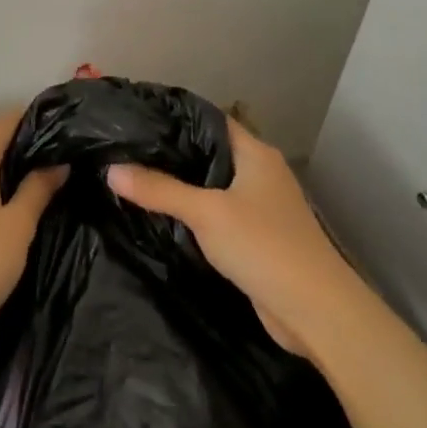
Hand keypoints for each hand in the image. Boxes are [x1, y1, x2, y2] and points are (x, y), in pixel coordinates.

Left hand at [0, 110, 66, 354]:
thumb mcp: (18, 226)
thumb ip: (39, 188)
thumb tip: (58, 162)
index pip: (8, 121)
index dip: (38, 121)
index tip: (69, 132)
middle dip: (29, 150)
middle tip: (67, 164)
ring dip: (11, 174)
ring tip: (48, 187)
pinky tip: (15, 210)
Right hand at [106, 119, 360, 358]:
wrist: (314, 309)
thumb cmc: (263, 245)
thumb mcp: (206, 213)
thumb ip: (159, 190)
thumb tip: (111, 169)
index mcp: (256, 153)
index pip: (210, 121)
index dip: (175, 118)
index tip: (135, 120)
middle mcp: (261, 173)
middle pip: (209, 154)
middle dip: (171, 155)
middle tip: (124, 152)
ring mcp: (261, 206)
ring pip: (213, 187)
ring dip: (182, 187)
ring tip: (134, 180)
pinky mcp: (257, 237)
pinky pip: (218, 215)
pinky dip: (194, 215)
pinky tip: (163, 218)